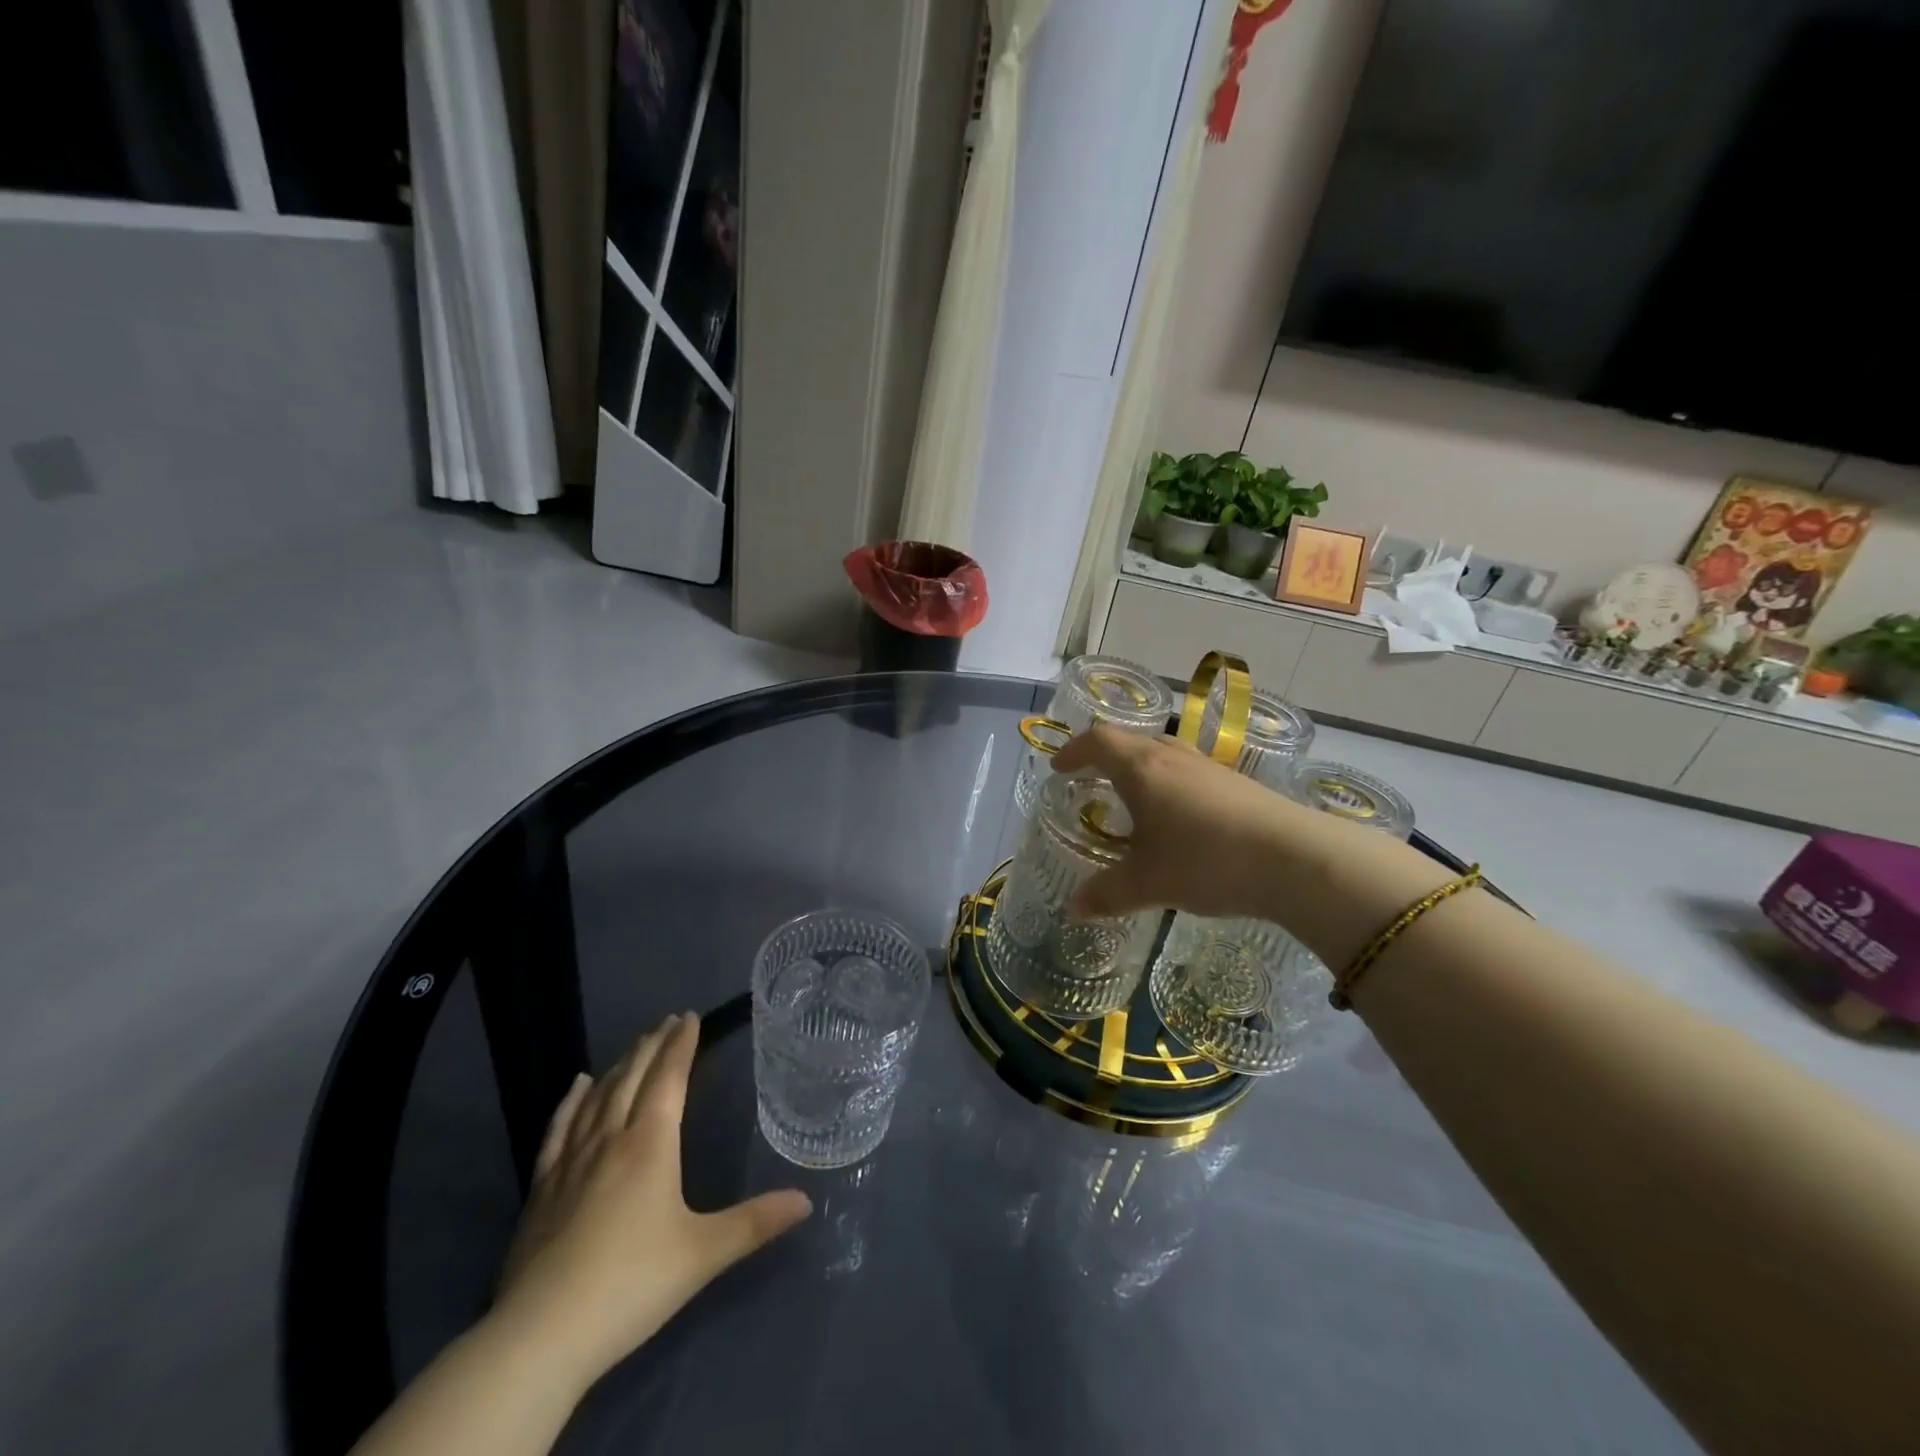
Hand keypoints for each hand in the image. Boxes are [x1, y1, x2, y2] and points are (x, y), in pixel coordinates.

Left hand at [492, 1014, 811, 1387]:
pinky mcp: (542, 1189)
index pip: (669, 1078)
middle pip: (632, 1078)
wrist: (541, 1336)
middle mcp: (611, 1140)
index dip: (680, 1045)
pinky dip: (571, 1102)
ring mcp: (571, 1162)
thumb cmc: (632, 1284)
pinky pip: (560, 1129)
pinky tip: (578, 1085)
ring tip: (634, 1045)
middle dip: (652, 1046)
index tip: (689, 1017)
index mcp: (650, 1144)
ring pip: (599, 1098)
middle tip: (667, 1021)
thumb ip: (755, 1222)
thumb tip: (807, 1200)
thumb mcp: (703, 1253)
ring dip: (619, 1066)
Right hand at [1052, 727, 1447, 965]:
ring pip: (1166, 754)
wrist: (1294, 859)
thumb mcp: (1147, 883)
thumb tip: (1074, 910)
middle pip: (1133, 741)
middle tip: (1093, 781)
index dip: (1074, 751)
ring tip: (1135, 800)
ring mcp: (1210, 768)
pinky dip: (1172, 785)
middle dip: (1107, 757)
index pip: (1099, 741)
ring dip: (1142, 768)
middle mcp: (1173, 758)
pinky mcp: (1238, 785)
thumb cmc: (1204, 861)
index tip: (1060, 768)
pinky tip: (1180, 821)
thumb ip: (1106, 894)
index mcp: (1142, 769)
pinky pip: (1191, 773)